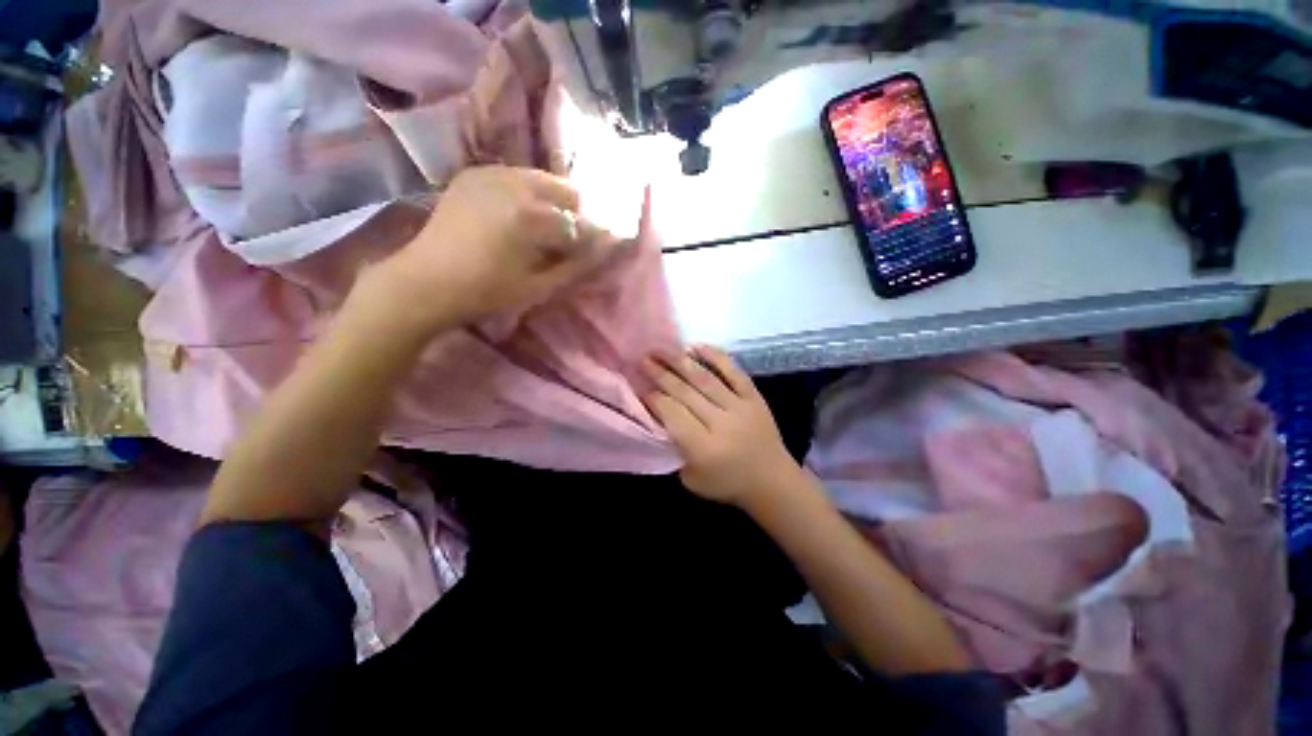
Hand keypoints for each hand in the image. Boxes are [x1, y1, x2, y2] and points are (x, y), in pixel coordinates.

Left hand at [370, 165, 614, 338]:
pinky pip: (515, 176)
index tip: (598, 250)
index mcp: (532, 215)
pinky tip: (520, 215)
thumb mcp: (539, 286)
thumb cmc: (486, 292)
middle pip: (565, 190)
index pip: (580, 222)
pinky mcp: (474, 174)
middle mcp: (514, 183)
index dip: (593, 238)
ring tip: (546, 230)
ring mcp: (491, 173)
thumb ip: (577, 265)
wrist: (425, 281)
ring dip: (553, 202)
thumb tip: (606, 248)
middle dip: (575, 215)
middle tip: (569, 241)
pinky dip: (527, 193)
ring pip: (542, 179)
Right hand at [642, 345, 800, 506]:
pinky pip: (734, 372)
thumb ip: (674, 448)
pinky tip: (697, 346)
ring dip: (680, 362)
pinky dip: (716, 357)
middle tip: (643, 358)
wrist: (772, 482)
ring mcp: (740, 407)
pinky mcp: (754, 397)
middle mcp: (721, 423)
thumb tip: (659, 416)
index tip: (640, 385)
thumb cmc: (727, 484)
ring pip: (705, 379)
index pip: (672, 413)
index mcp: (703, 448)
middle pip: (685, 392)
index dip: (654, 397)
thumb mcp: (690, 479)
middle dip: (660, 374)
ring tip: (661, 349)